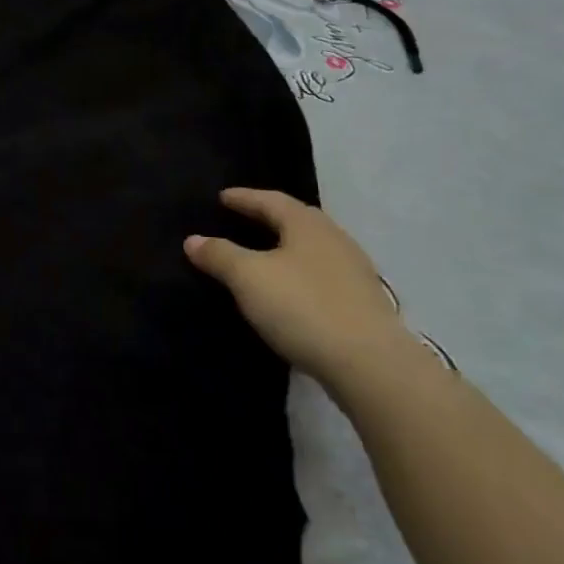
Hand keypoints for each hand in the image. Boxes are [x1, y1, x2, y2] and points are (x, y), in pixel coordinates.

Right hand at [184, 189, 411, 387]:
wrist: (371, 365)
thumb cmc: (303, 307)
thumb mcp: (248, 278)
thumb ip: (219, 255)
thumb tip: (193, 240)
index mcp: (307, 224)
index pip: (270, 200)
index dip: (244, 198)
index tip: (223, 197)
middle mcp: (335, 239)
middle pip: (296, 220)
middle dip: (268, 218)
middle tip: (243, 219)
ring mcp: (354, 271)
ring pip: (312, 248)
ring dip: (286, 247)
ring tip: (264, 254)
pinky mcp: (363, 303)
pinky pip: (322, 275)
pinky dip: (300, 273)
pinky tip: (290, 289)